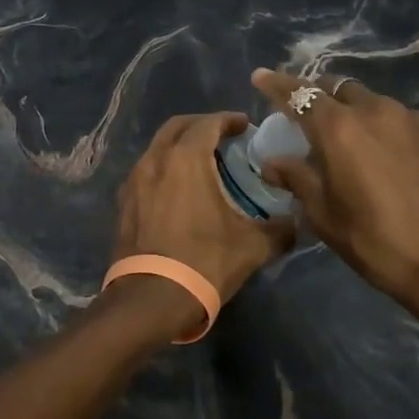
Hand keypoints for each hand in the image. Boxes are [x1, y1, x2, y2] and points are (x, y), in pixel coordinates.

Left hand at [113, 113, 296, 304]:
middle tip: (223, 138)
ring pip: (158, 148)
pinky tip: (179, 190)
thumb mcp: (253, 246)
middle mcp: (155, 160)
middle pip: (177, 127)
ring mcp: (134, 180)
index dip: (228, 120)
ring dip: (179, 147)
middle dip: (201, 126)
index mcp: (186, 159)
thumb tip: (294, 222)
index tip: (244, 126)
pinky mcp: (123, 202)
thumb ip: (280, 228)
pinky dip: (164, 168)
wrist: (151, 297)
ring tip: (203, 163)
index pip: (208, 123)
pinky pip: (146, 171)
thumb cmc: (205, 262)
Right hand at [250, 70, 418, 335]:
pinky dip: (384, 127)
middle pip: (338, 88)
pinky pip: (401, 119)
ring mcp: (412, 119)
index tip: (259, 77)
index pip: (298, 93)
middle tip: (308, 118)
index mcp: (338, 128)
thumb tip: (274, 162)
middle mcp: (375, 110)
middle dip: (318, 96)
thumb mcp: (324, 215)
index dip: (276, 84)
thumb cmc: (376, 242)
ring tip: (351, 141)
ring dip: (354, 112)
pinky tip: (387, 156)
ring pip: (372, 101)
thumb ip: (297, 178)